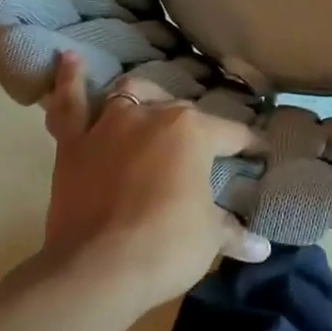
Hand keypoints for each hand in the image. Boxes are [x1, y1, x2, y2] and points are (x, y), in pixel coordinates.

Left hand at [40, 53, 270, 313]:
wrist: (97, 271)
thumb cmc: (166, 247)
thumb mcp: (209, 238)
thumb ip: (234, 233)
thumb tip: (262, 249)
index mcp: (193, 132)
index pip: (233, 134)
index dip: (251, 145)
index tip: (261, 154)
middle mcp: (152, 115)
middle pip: (182, 112)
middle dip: (198, 128)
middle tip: (206, 150)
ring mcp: (109, 125)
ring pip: (130, 95)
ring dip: (143, 97)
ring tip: (150, 104)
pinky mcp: (73, 144)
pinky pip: (69, 104)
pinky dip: (70, 80)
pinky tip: (70, 58)